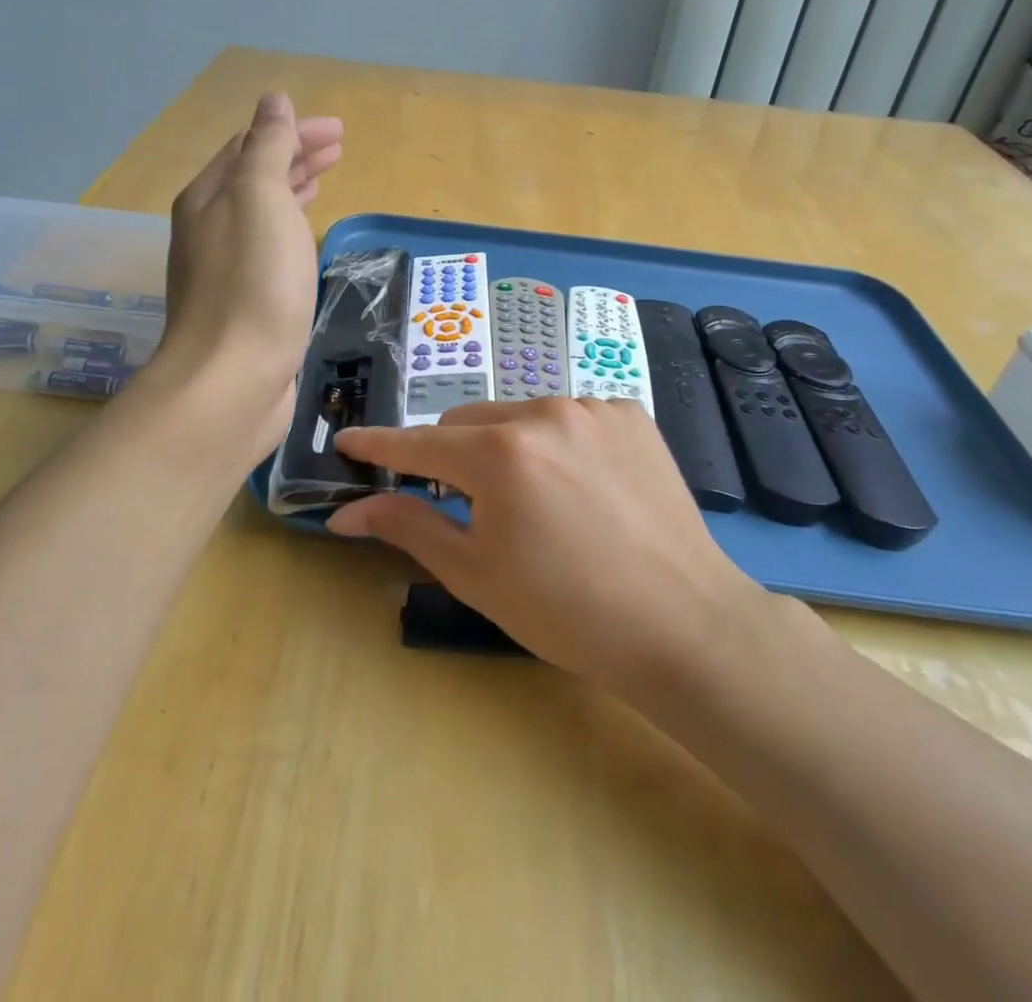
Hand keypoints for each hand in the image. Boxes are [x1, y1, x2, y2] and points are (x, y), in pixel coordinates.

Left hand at [151, 92, 341, 461]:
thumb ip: (267, 147)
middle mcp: (210, 229)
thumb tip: (272, 101)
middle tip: (339, 148)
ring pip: (262, 215)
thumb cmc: (253, 284)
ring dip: (293, 190)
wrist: (232, 381)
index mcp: (209, 198)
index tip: (338, 131)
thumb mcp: (261, 200)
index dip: (293, 131)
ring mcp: (224, 271)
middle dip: (295, 156)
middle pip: (254, 178)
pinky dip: (291, 231)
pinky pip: (269, 251)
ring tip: (325, 181)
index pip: (251, 146)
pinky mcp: (243, 306)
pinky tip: (306, 240)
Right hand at [329, 399, 769, 689]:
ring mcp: (591, 406)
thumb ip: (408, 526)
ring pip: (518, 415)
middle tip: (469, 507)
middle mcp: (542, 412)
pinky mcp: (629, 413)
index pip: (417, 442)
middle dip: (451, 458)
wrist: (684, 624)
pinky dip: (556, 443)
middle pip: (467, 423)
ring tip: (536, 503)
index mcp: (498, 454)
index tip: (349, 441)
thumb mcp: (476, 574)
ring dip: (506, 448)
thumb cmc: (567, 612)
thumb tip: (346, 511)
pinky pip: (568, 416)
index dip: (378, 444)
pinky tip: (582, 488)